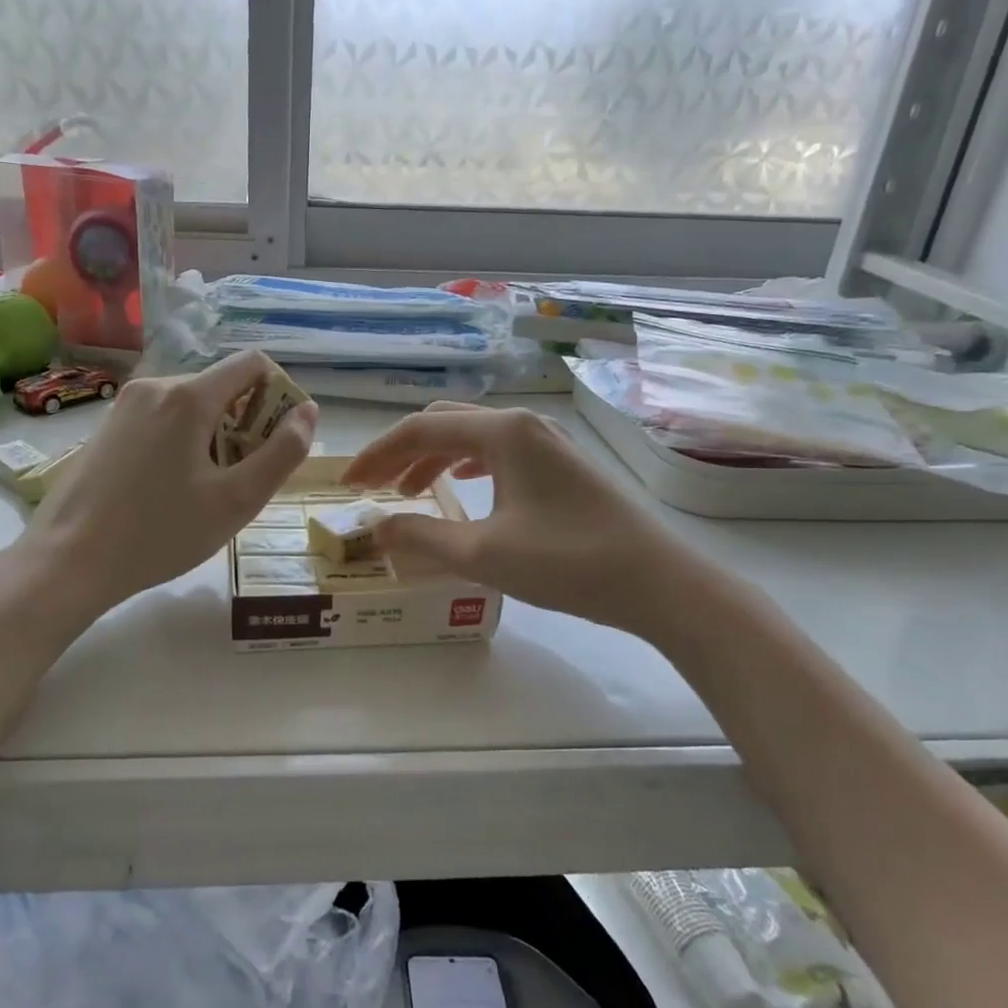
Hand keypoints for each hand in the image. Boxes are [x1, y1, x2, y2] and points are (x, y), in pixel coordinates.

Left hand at [24, 352, 318, 617]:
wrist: (68, 560)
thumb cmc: (161, 533)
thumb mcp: (237, 500)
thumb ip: (282, 452)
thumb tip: (308, 411)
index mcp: (188, 396)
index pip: (253, 363)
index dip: (280, 395)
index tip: (278, 441)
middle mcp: (155, 385)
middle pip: (222, 386)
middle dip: (246, 423)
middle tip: (241, 479)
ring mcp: (125, 404)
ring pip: (191, 405)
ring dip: (215, 436)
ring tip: (206, 490)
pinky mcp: (108, 426)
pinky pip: (162, 419)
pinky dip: (183, 441)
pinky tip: (171, 489)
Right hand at [344, 402, 710, 637]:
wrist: (659, 583)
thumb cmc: (568, 562)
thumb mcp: (483, 554)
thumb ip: (421, 538)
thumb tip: (375, 529)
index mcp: (502, 432)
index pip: (420, 430)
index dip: (377, 455)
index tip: (347, 484)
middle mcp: (524, 424)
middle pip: (445, 424)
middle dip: (402, 452)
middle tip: (372, 486)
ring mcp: (548, 443)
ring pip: (473, 438)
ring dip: (433, 459)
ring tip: (408, 493)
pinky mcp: (563, 466)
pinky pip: (499, 454)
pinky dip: (466, 467)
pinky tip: (462, 490)